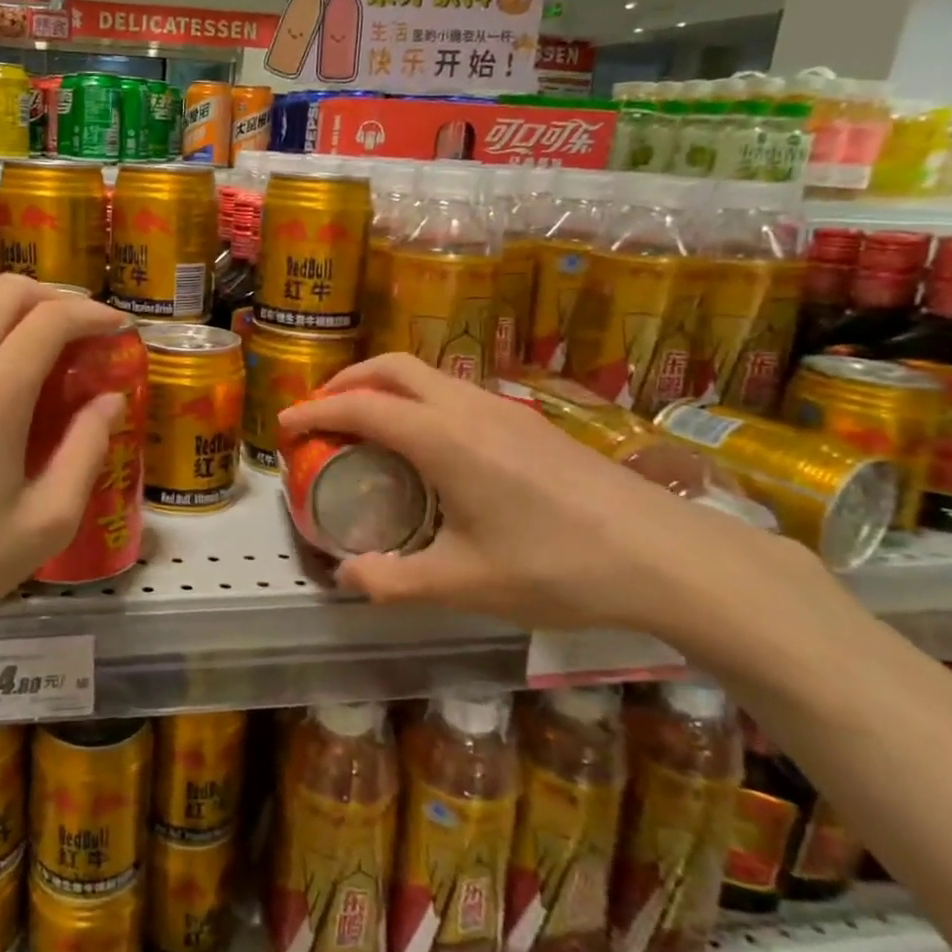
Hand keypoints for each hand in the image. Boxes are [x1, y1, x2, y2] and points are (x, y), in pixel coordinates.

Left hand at [0, 275, 128, 665]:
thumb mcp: (45, 524)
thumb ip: (86, 452)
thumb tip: (110, 401)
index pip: (51, 318)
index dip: (92, 313)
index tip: (117, 326)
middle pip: (4, 290)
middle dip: (52, 297)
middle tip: (77, 330)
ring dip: (4, 303)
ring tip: (28, 339)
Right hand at [276, 353, 812, 642]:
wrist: (667, 554)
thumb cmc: (557, 566)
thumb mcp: (465, 584)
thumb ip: (394, 581)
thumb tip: (345, 578)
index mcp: (443, 439)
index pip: (361, 407)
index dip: (315, 411)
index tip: (284, 426)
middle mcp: (468, 408)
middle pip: (392, 367)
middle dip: (346, 381)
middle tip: (320, 412)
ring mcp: (503, 409)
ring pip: (427, 373)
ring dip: (384, 386)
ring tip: (366, 424)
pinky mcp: (528, 421)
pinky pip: (454, 390)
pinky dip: (418, 398)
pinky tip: (427, 443)